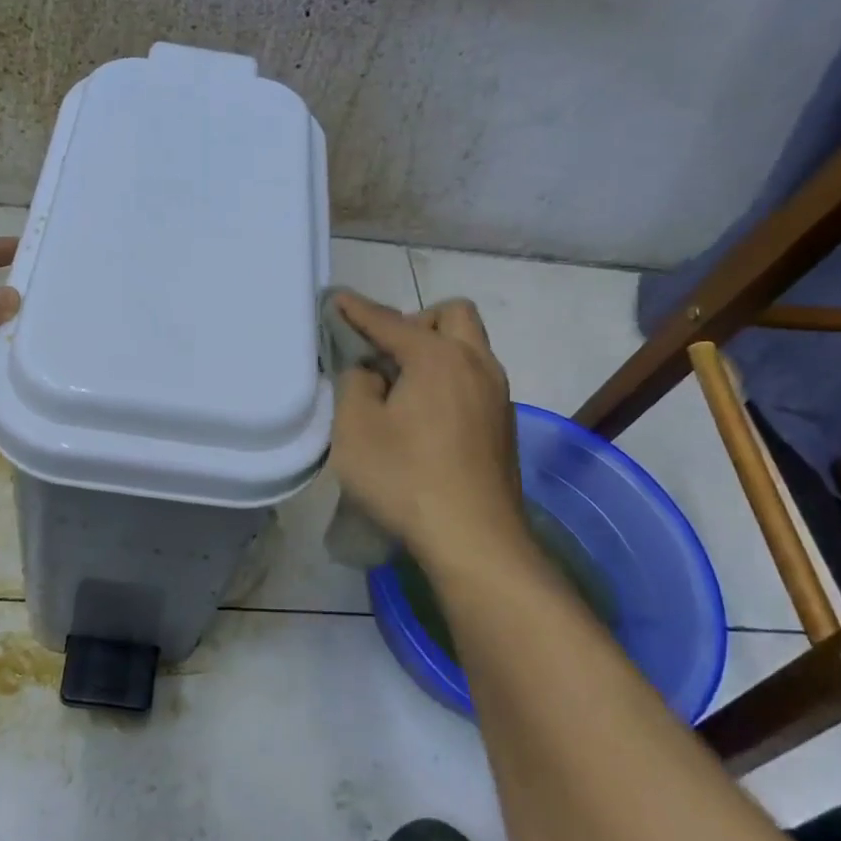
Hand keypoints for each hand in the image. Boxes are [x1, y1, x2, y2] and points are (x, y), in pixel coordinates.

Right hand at [328, 294, 523, 562]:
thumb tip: (371, 372)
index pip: (391, 321)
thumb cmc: (405, 478)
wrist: (474, 540)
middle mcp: (477, 365)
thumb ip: (355, 384)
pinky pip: (476, 380)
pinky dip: (450, 380)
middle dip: (416, 321)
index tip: (337, 300)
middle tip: (386, 354)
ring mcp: (498, 396)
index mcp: (438, 357)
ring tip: (403, 387)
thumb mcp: (356, 429)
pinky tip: (427, 418)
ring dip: (437, 351)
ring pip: (470, 348)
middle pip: (452, 316)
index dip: (358, 310)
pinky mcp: (504, 426)